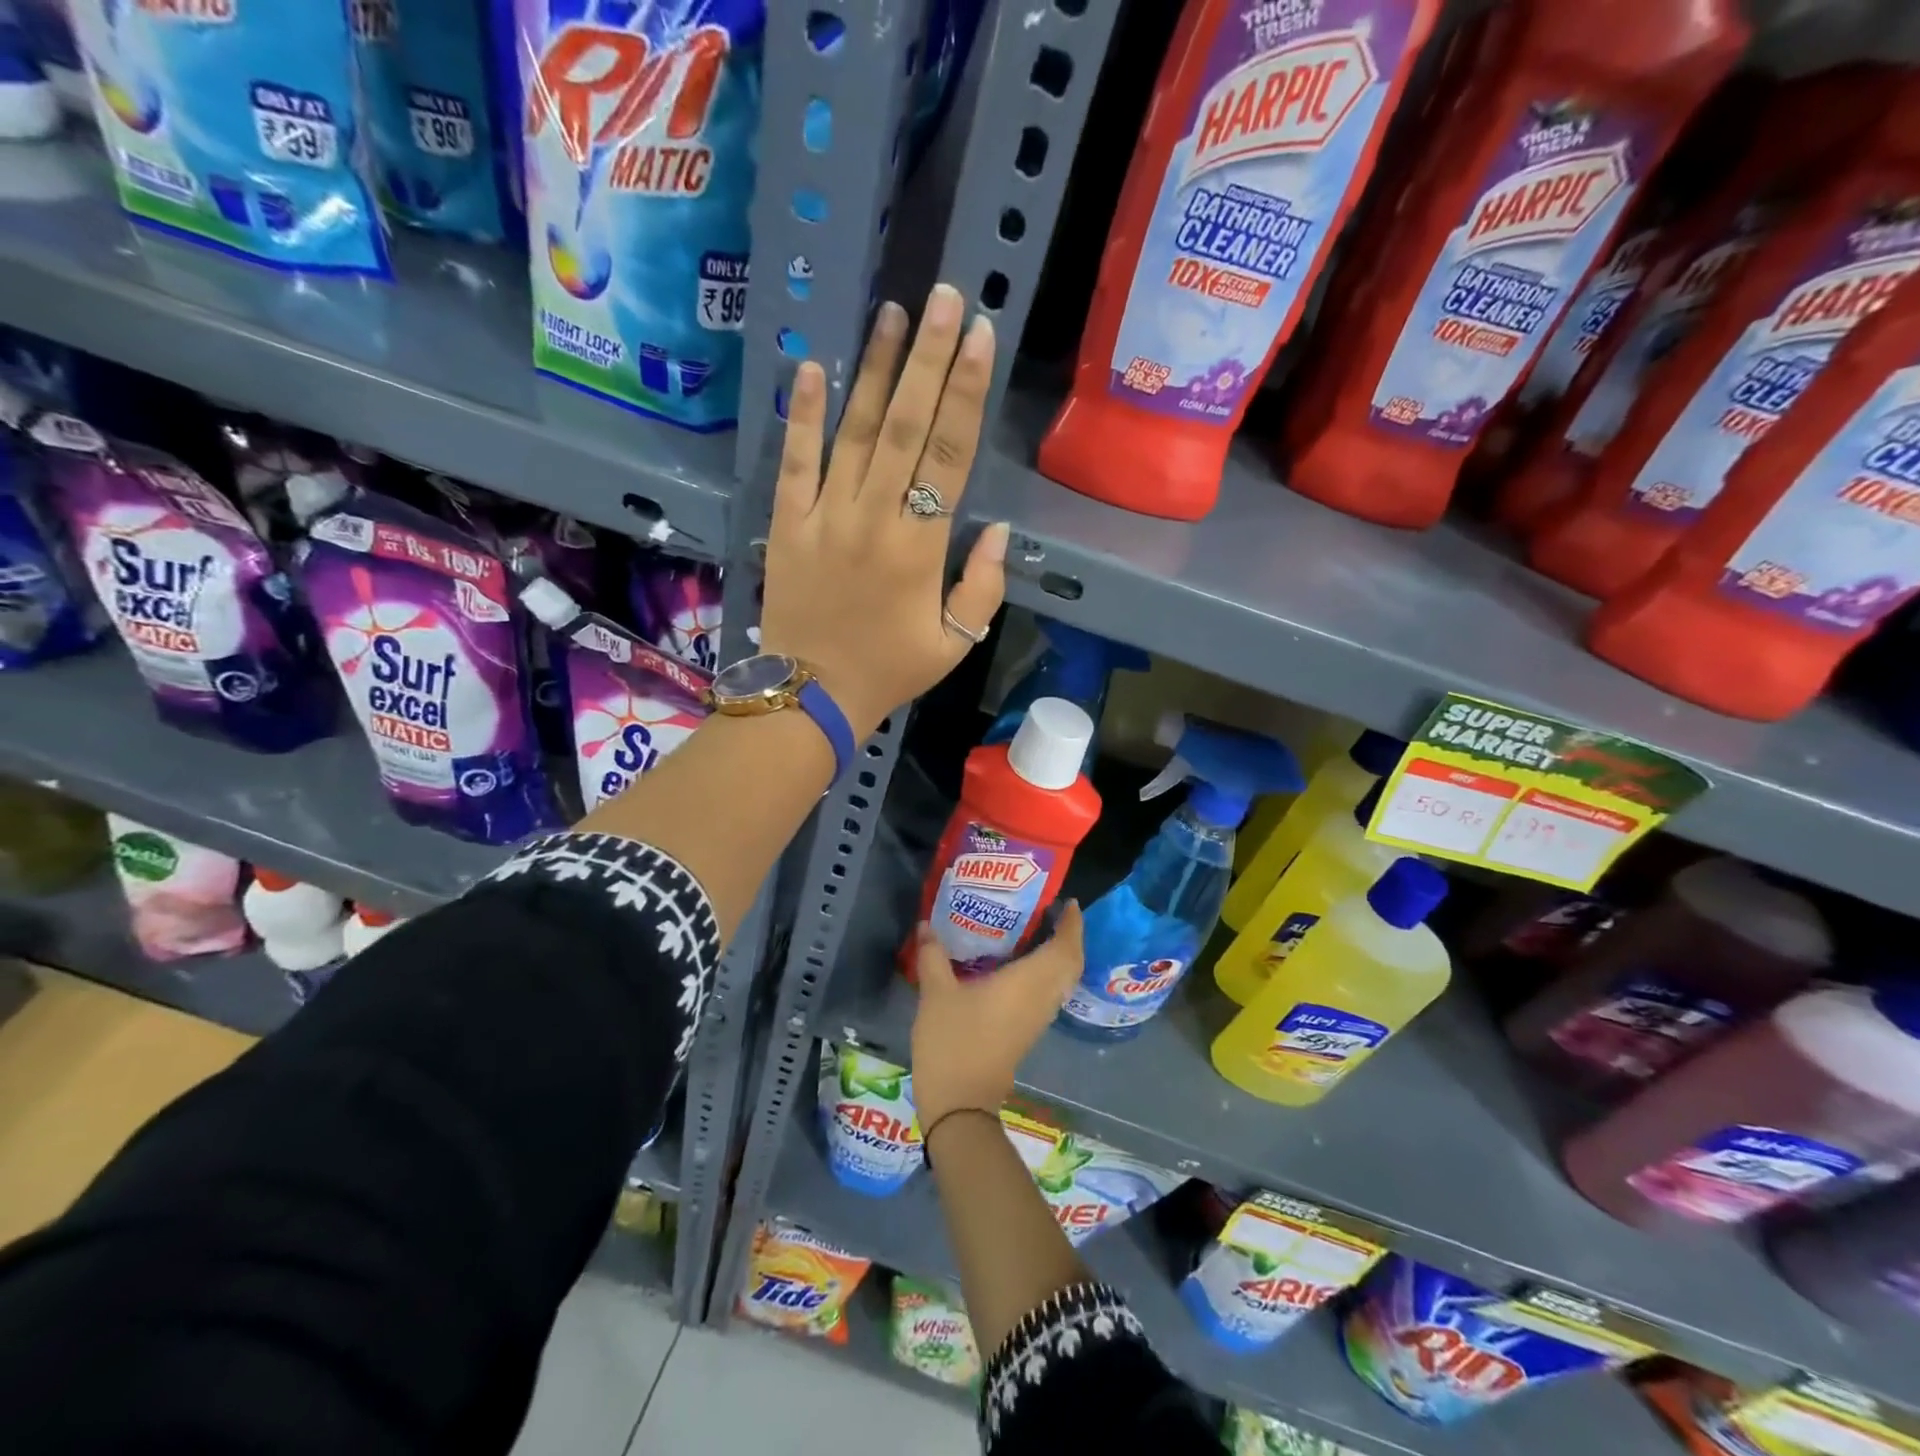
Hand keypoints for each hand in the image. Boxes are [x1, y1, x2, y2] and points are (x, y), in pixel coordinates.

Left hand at [758, 283, 1009, 740]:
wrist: (811, 696)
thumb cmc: (889, 671)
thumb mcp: (956, 644)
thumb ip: (983, 588)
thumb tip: (999, 531)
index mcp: (920, 548)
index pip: (950, 455)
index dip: (967, 392)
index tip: (980, 336)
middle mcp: (874, 518)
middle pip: (907, 427)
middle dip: (929, 359)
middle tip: (944, 297)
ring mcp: (825, 516)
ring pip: (854, 432)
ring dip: (875, 371)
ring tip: (892, 314)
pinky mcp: (787, 524)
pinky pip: (794, 462)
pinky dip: (801, 416)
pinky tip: (811, 368)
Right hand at [909, 902, 1083, 1133]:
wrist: (960, 1104)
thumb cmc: (952, 1042)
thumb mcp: (936, 994)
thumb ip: (933, 956)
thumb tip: (926, 925)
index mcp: (1027, 983)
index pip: (1064, 949)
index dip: (1072, 925)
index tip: (1069, 903)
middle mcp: (1040, 999)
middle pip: (1070, 965)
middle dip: (1069, 938)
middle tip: (1054, 913)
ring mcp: (1036, 1019)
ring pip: (1061, 981)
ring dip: (1059, 956)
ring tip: (1039, 932)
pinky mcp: (1027, 1033)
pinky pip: (1048, 994)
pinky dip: (1046, 974)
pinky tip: (1020, 966)